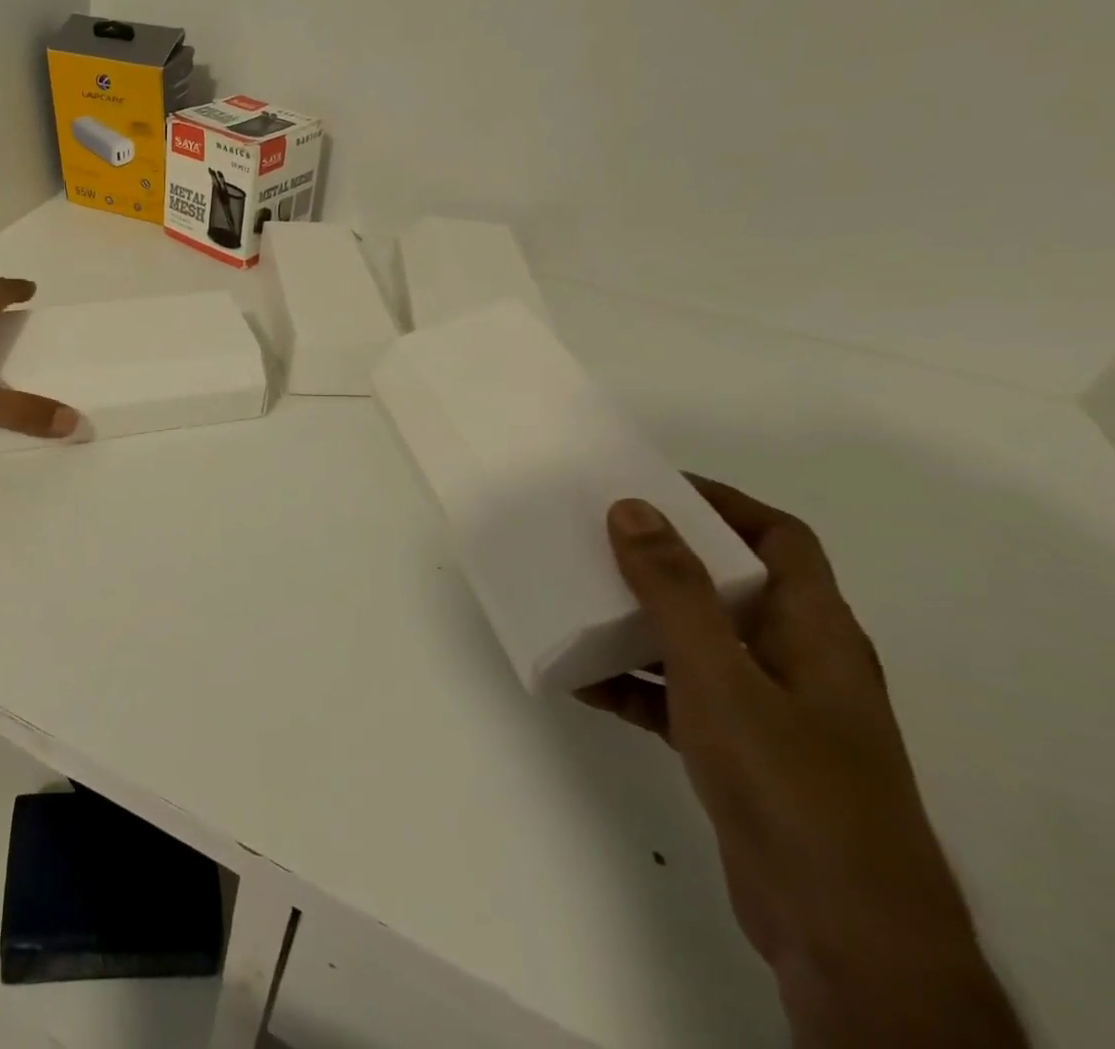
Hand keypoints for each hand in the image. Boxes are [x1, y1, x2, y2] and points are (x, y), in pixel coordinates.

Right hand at [580, 480, 1024, 1048]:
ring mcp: (770, 711)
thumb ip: (674, 590)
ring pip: (697, 641)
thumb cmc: (790, 783)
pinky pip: (677, 696)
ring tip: (576, 598)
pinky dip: (634, 682)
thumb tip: (632, 507)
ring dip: (640, 620)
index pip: (779, 538)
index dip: (722, 502)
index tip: (652, 485)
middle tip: (597, 534)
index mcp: (814, 631)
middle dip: (665, 557)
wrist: (841, 932)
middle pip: (730, 585)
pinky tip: (583, 680)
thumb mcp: (720, 675)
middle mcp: (796, 661)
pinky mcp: (740, 754)